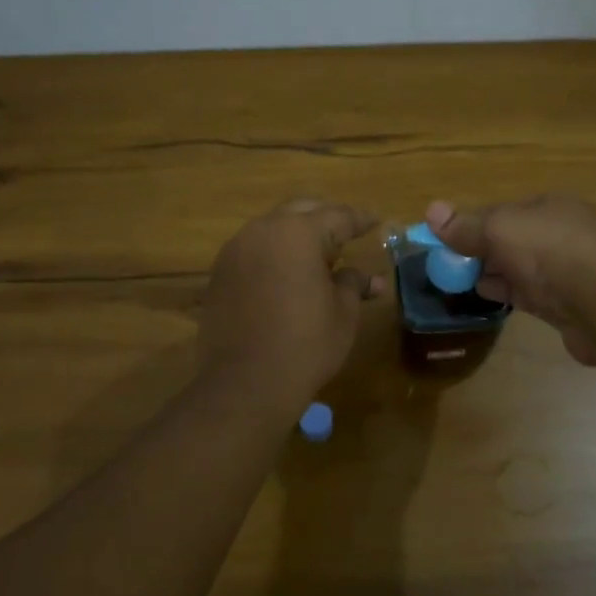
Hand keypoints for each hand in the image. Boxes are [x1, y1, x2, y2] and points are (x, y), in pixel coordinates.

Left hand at [200, 198, 384, 403]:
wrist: (245, 384)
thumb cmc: (305, 344)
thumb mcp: (343, 313)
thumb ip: (353, 283)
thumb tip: (370, 278)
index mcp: (298, 233)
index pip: (337, 216)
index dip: (360, 220)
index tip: (376, 222)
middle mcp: (263, 231)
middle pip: (301, 212)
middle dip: (326, 220)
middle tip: (347, 235)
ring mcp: (236, 251)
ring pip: (273, 229)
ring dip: (297, 236)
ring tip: (318, 257)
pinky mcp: (219, 273)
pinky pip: (254, 251)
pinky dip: (274, 255)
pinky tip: (288, 275)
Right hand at [425, 196, 595, 366]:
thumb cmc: (549, 252)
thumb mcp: (499, 229)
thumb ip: (466, 226)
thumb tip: (431, 212)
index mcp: (551, 207)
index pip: (505, 211)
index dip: (475, 223)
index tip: (448, 240)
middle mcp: (562, 234)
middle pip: (513, 239)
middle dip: (483, 250)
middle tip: (451, 264)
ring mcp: (568, 270)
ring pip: (522, 268)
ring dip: (494, 272)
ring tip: (462, 281)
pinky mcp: (568, 304)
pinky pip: (531, 293)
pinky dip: (508, 293)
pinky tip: (487, 297)